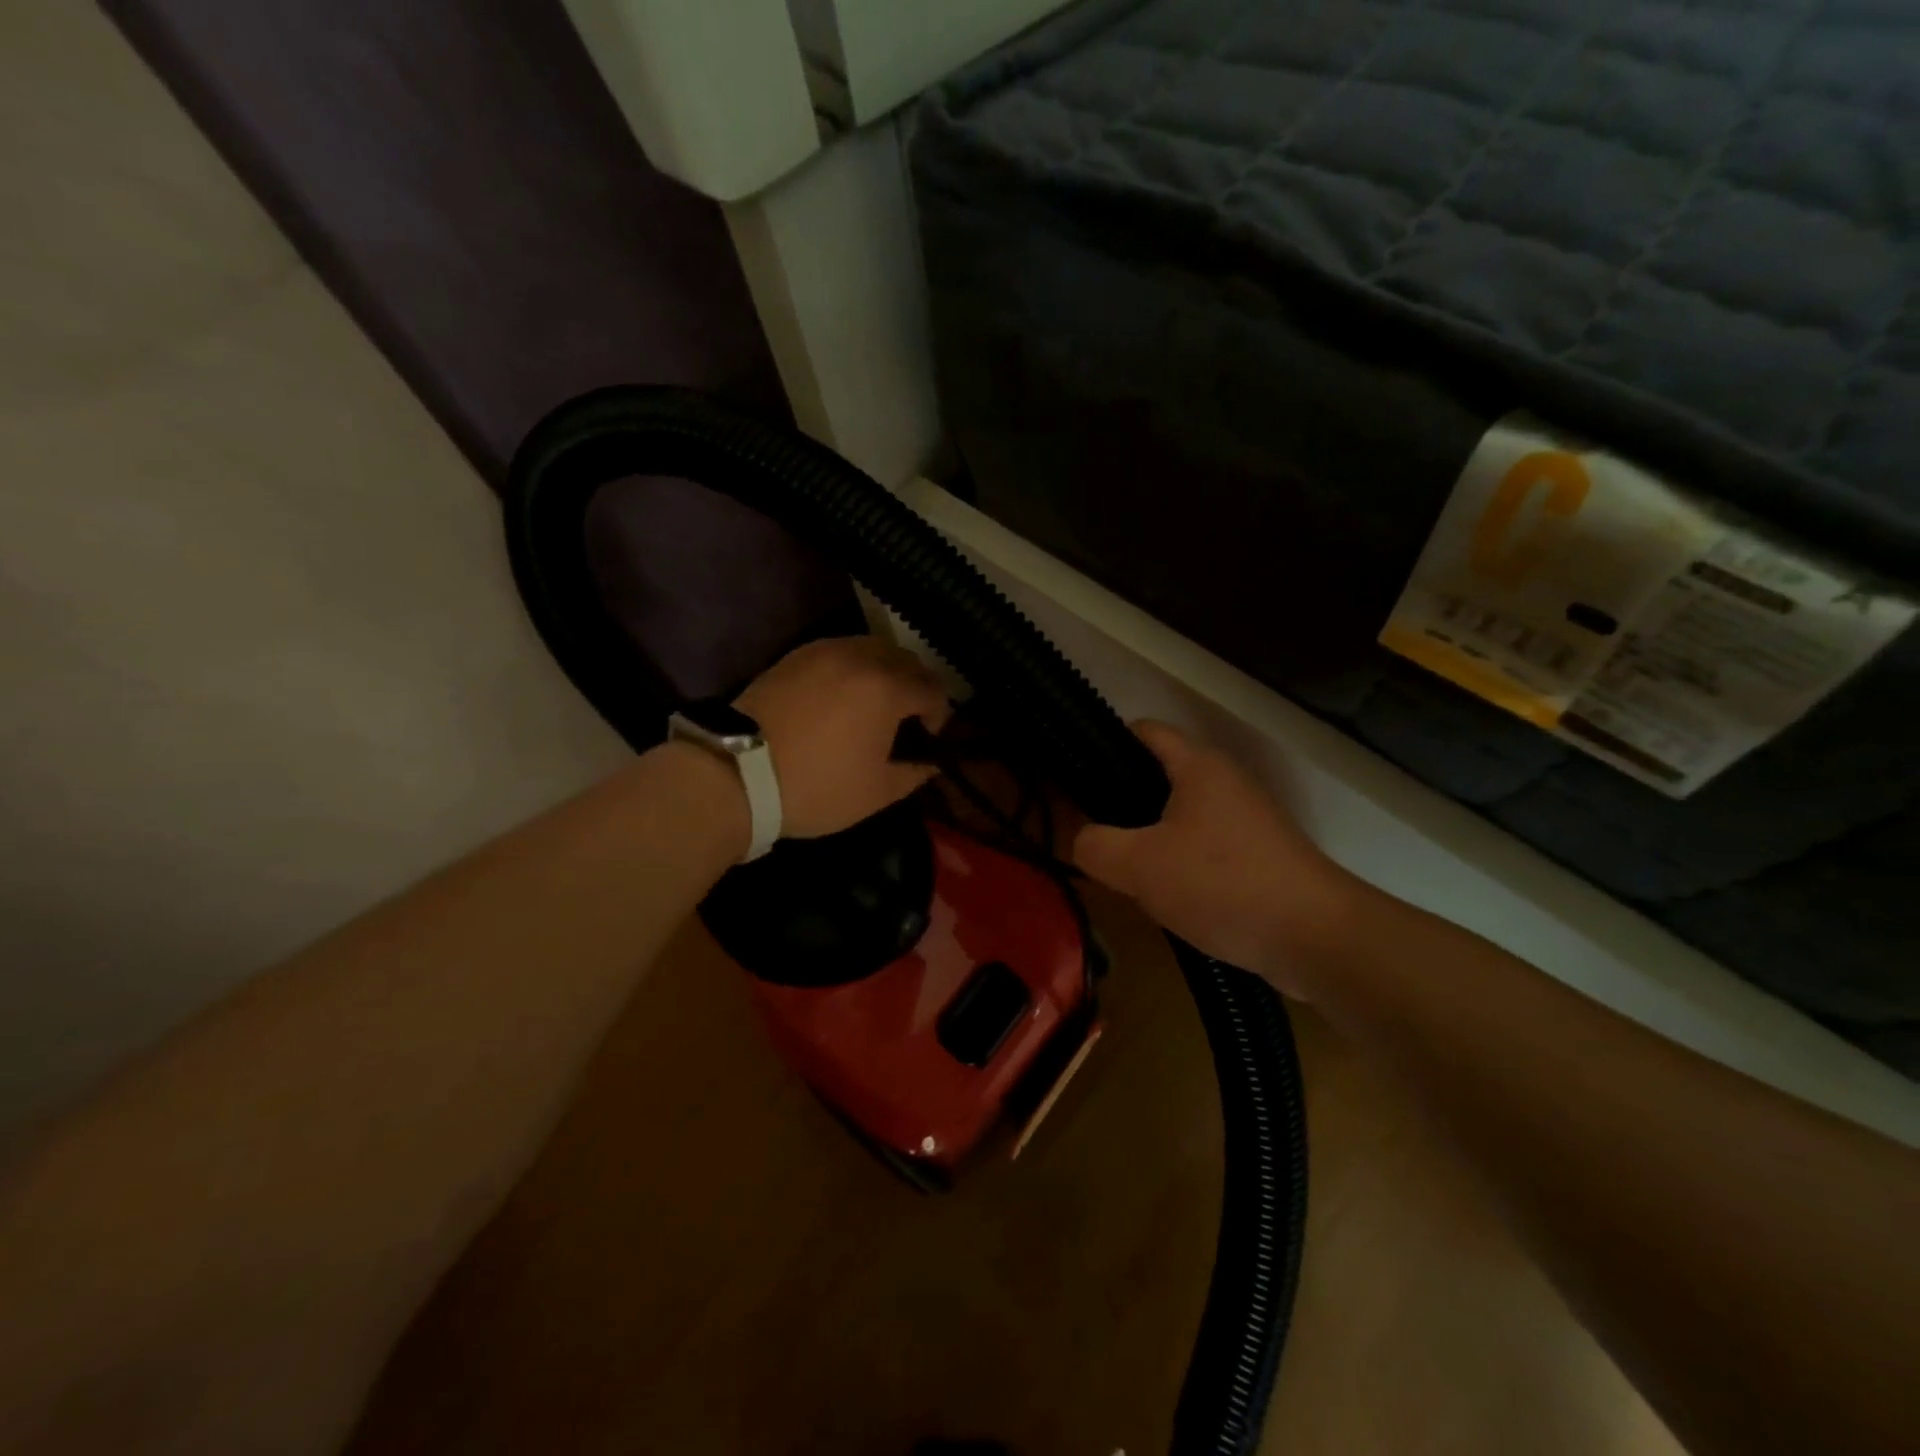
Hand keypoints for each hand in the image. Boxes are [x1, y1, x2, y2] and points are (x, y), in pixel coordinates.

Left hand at [735, 635, 952, 839]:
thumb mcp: (876, 792)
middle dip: (916, 687)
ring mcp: (824, 651)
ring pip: (873, 648)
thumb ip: (915, 772)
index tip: (926, 739)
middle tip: (905, 720)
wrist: (737, 775)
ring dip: (885, 672)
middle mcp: (860, 657)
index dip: (939, 715)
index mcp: (887, 688)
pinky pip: (840, 651)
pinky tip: (841, 697)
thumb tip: (930, 761)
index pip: (933, 689)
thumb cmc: (816, 786)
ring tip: (873, 705)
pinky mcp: (795, 656)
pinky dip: (853, 668)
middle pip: (907, 660)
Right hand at [1071, 722, 1359, 997]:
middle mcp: (1224, 781)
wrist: (1315, 938)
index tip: (1072, 776)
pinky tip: (1159, 892)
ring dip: (1146, 836)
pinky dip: (1175, 861)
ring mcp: (1244, 819)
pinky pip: (1201, 845)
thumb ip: (1094, 846)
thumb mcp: (1139, 866)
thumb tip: (1082, 839)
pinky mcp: (1256, 855)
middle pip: (1157, 774)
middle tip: (1088, 830)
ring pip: (1177, 815)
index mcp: (1198, 765)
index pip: (1143, 731)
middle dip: (1119, 799)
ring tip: (1117, 865)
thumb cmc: (1222, 885)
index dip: (1103, 743)